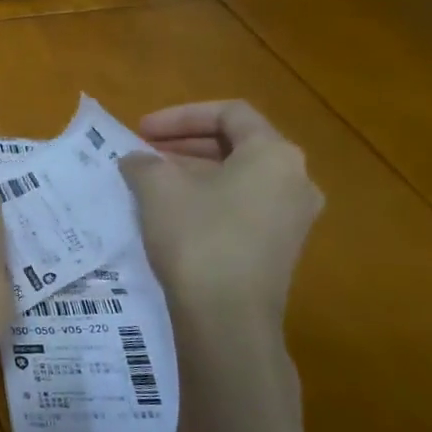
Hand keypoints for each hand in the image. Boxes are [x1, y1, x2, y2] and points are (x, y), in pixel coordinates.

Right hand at [120, 101, 321, 328]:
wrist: (228, 318)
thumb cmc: (197, 238)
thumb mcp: (158, 189)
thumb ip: (144, 163)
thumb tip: (137, 160)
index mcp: (274, 154)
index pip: (229, 113)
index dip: (181, 115)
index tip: (142, 130)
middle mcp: (295, 179)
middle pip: (238, 144)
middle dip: (186, 144)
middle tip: (145, 153)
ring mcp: (292, 217)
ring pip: (240, 178)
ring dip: (195, 172)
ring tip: (153, 182)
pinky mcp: (279, 249)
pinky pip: (243, 207)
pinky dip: (209, 199)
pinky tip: (174, 215)